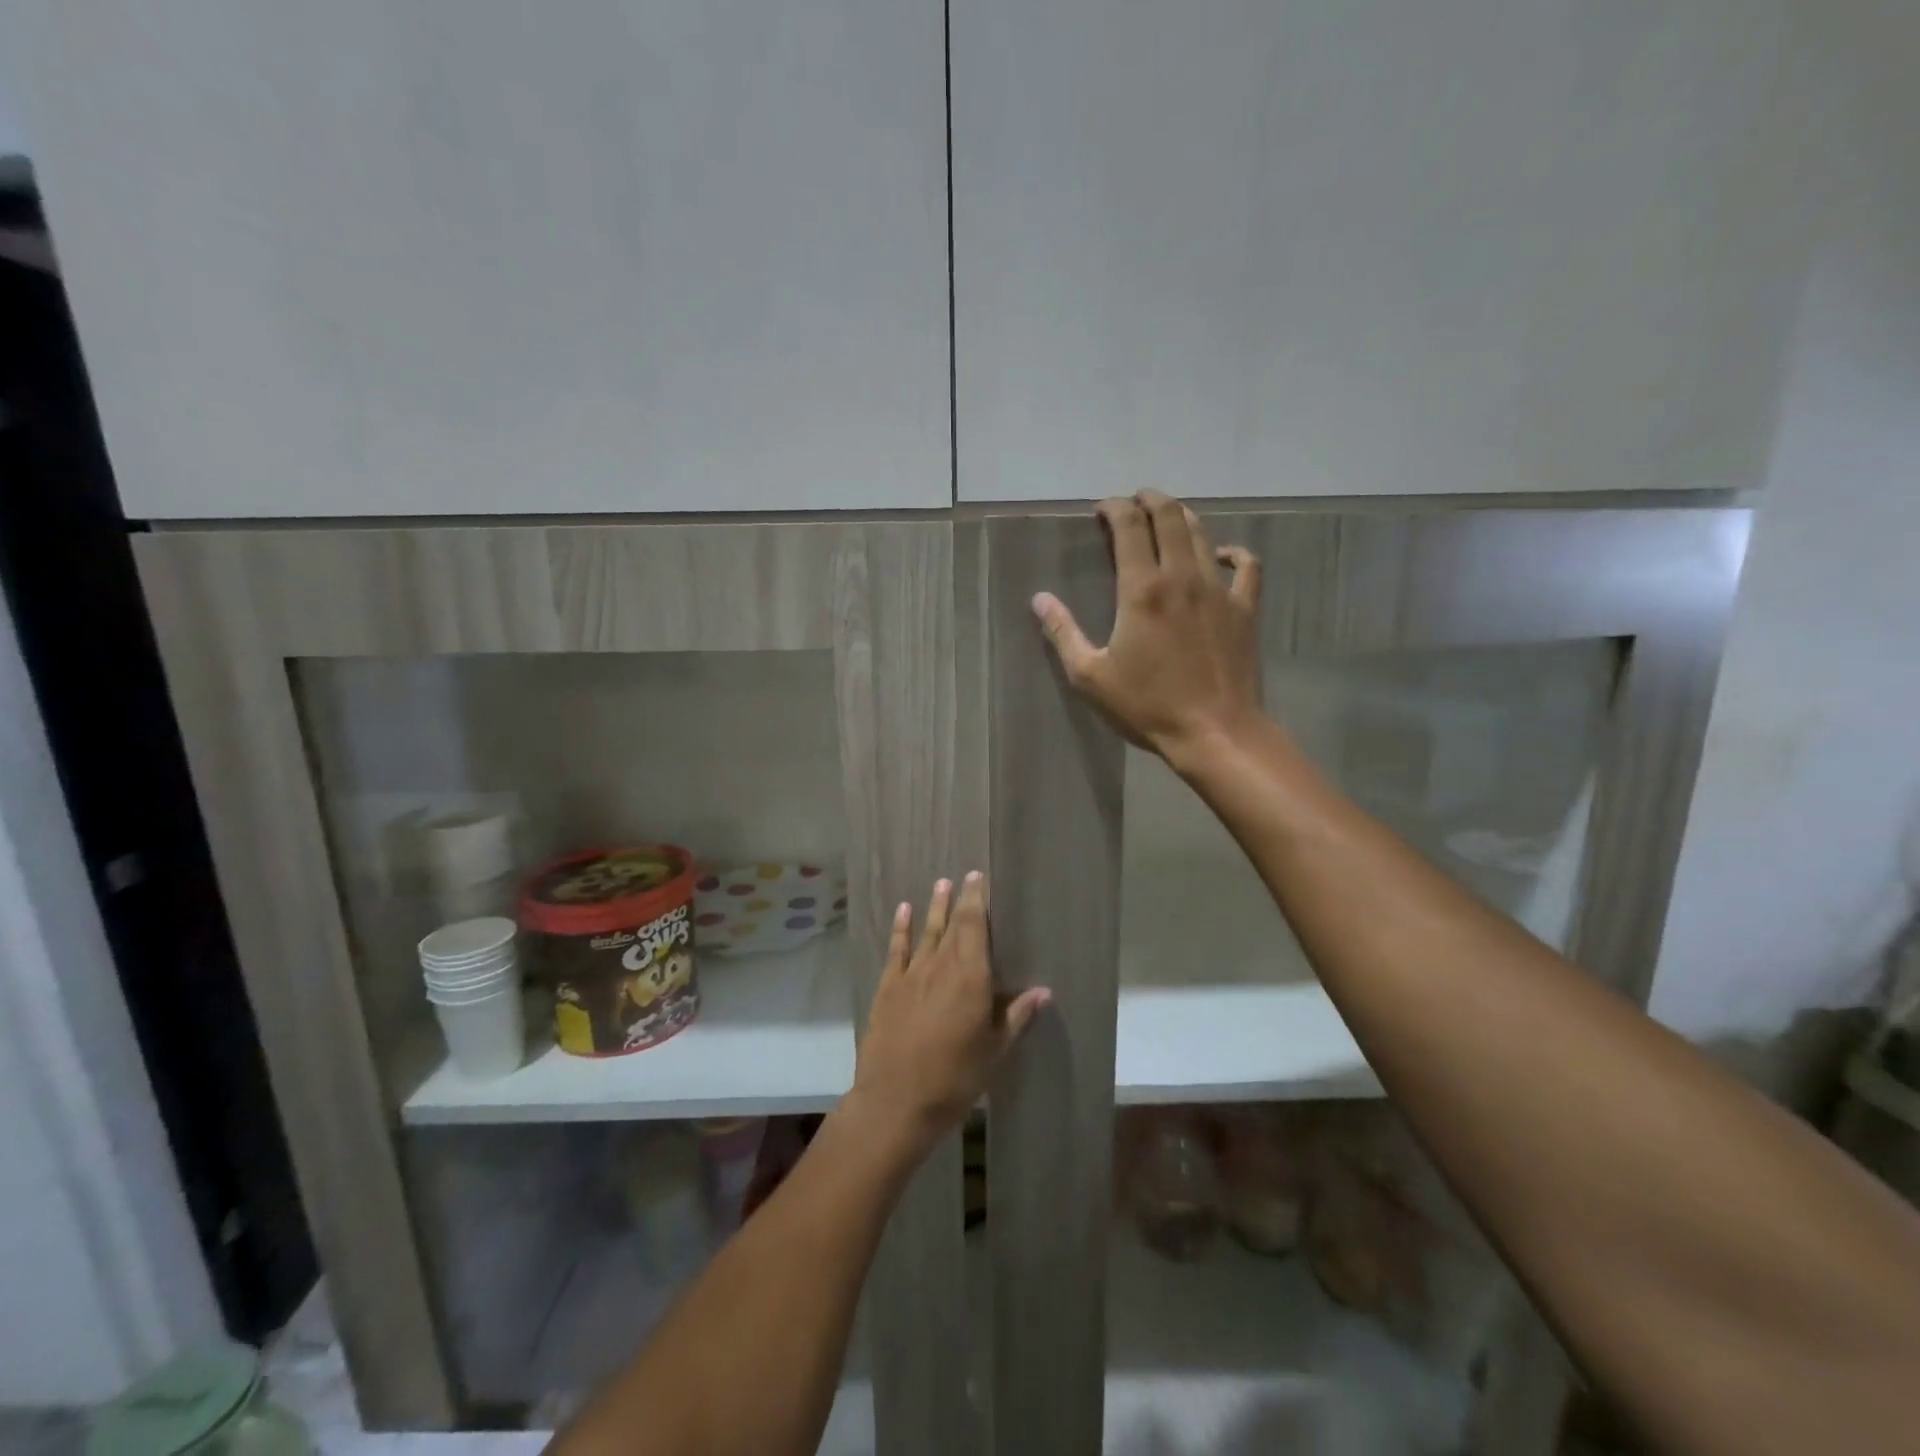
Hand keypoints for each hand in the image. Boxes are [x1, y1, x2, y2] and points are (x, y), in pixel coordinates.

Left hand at [849, 874, 1048, 1151]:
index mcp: (971, 977)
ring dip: (934, 907)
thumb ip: (1017, 1016)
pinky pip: (897, 950)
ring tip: (940, 883)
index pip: (975, 927)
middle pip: (953, 924)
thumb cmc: (955, 1078)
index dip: (977, 900)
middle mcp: (941, 966)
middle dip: (960, 900)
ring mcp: (911, 975)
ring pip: (926, 932)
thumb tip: (1044, 991)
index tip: (979, 878)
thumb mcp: (995, 1051)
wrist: (896, 1101)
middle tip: (966, 876)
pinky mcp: (888, 988)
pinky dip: (901, 928)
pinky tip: (904, 911)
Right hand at [1032, 488, 1264, 764]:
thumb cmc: (1147, 706)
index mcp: (1142, 590)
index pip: (1129, 526)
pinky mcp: (1244, 609)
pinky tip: (1221, 554)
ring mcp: (1219, 590)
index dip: (1114, 508)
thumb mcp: (1091, 676)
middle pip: (1169, 517)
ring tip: (1167, 517)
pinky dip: (1233, 552)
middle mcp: (1182, 577)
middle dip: (1149, 500)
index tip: (1101, 509)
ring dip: (1182, 517)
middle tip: (1134, 501)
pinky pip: (1246, 565)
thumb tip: (1039, 599)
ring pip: (1203, 534)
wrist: (1215, 731)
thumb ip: (1064, 633)